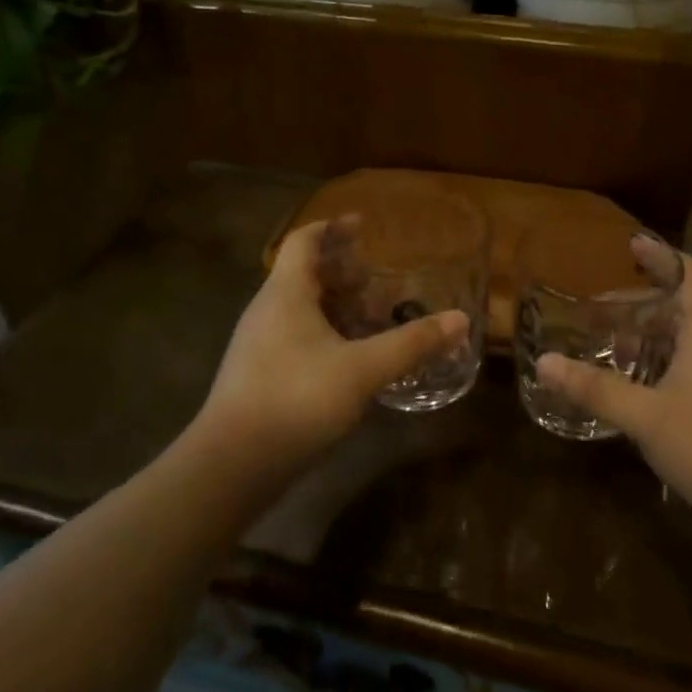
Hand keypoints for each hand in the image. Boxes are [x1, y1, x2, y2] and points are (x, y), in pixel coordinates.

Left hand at [194, 218, 468, 470]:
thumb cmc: (296, 400)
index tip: (362, 225)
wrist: (231, 466)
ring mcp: (259, 344)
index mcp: (286, 293)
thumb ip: (412, 343)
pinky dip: (326, 334)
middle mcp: (268, 310)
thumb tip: (459, 321)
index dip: (333, 228)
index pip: (304, 241)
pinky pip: (297, 336)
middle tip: (377, 281)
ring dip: (336, 306)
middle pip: (304, 273)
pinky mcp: (259, 374)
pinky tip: (351, 360)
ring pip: (301, 308)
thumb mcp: (363, 369)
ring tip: (371, 320)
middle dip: (342, 272)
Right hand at [535, 245, 691, 540]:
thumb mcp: (646, 417)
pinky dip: (666, 363)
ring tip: (615, 347)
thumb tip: (544, 362)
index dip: (661, 256)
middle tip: (601, 312)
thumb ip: (596, 389)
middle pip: (684, 307)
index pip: (689, 274)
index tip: (631, 246)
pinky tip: (644, 390)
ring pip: (690, 340)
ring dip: (653, 336)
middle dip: (642, 303)